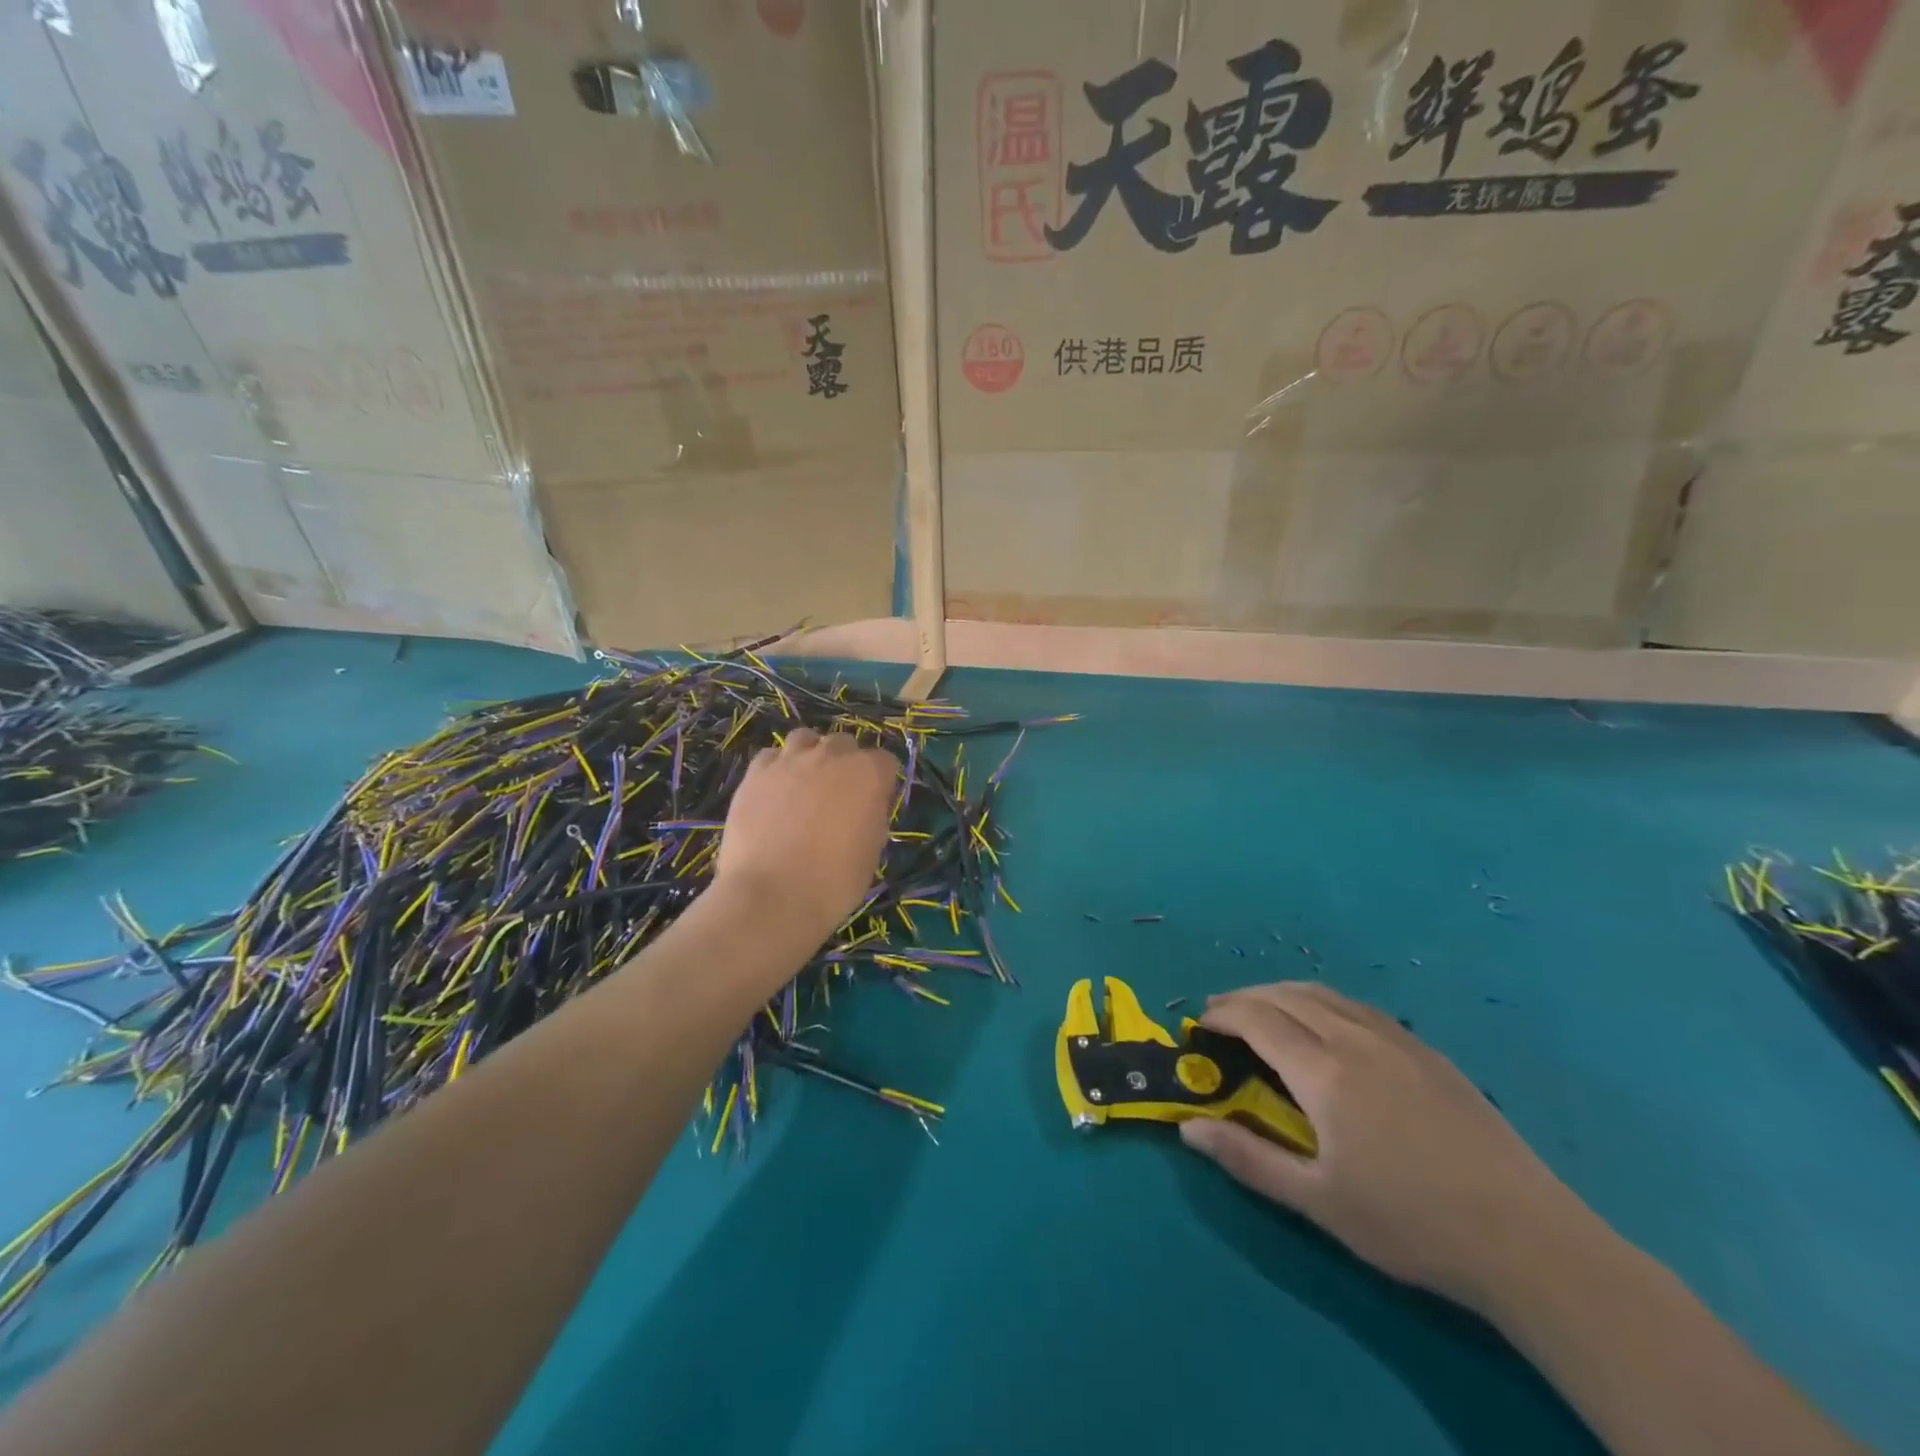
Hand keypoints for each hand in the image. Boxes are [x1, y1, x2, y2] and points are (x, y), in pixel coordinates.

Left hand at [713, 727, 897, 944]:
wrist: (772, 895)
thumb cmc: (834, 882)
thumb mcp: (871, 852)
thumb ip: (871, 817)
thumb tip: (863, 808)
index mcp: (868, 774)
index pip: (884, 761)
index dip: (880, 783)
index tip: (873, 805)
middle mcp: (831, 756)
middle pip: (844, 744)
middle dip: (845, 763)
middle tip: (838, 797)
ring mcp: (789, 761)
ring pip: (805, 739)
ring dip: (811, 755)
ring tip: (804, 785)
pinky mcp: (755, 773)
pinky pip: (771, 757)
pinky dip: (777, 768)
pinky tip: (775, 793)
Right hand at [1180, 982, 1590, 1311]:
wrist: (1528, 1241)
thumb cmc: (1410, 1224)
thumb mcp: (1318, 1201)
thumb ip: (1248, 1159)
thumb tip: (1187, 1128)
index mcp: (1325, 1071)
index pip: (1258, 1019)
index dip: (1222, 1015)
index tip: (1199, 1027)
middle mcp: (1356, 1039)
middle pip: (1287, 996)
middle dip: (1245, 998)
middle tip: (1220, 1014)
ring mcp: (1399, 1041)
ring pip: (1326, 995)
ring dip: (1283, 993)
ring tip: (1263, 1009)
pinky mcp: (1430, 1053)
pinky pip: (1360, 1008)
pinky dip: (1324, 1002)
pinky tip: (1327, 1026)